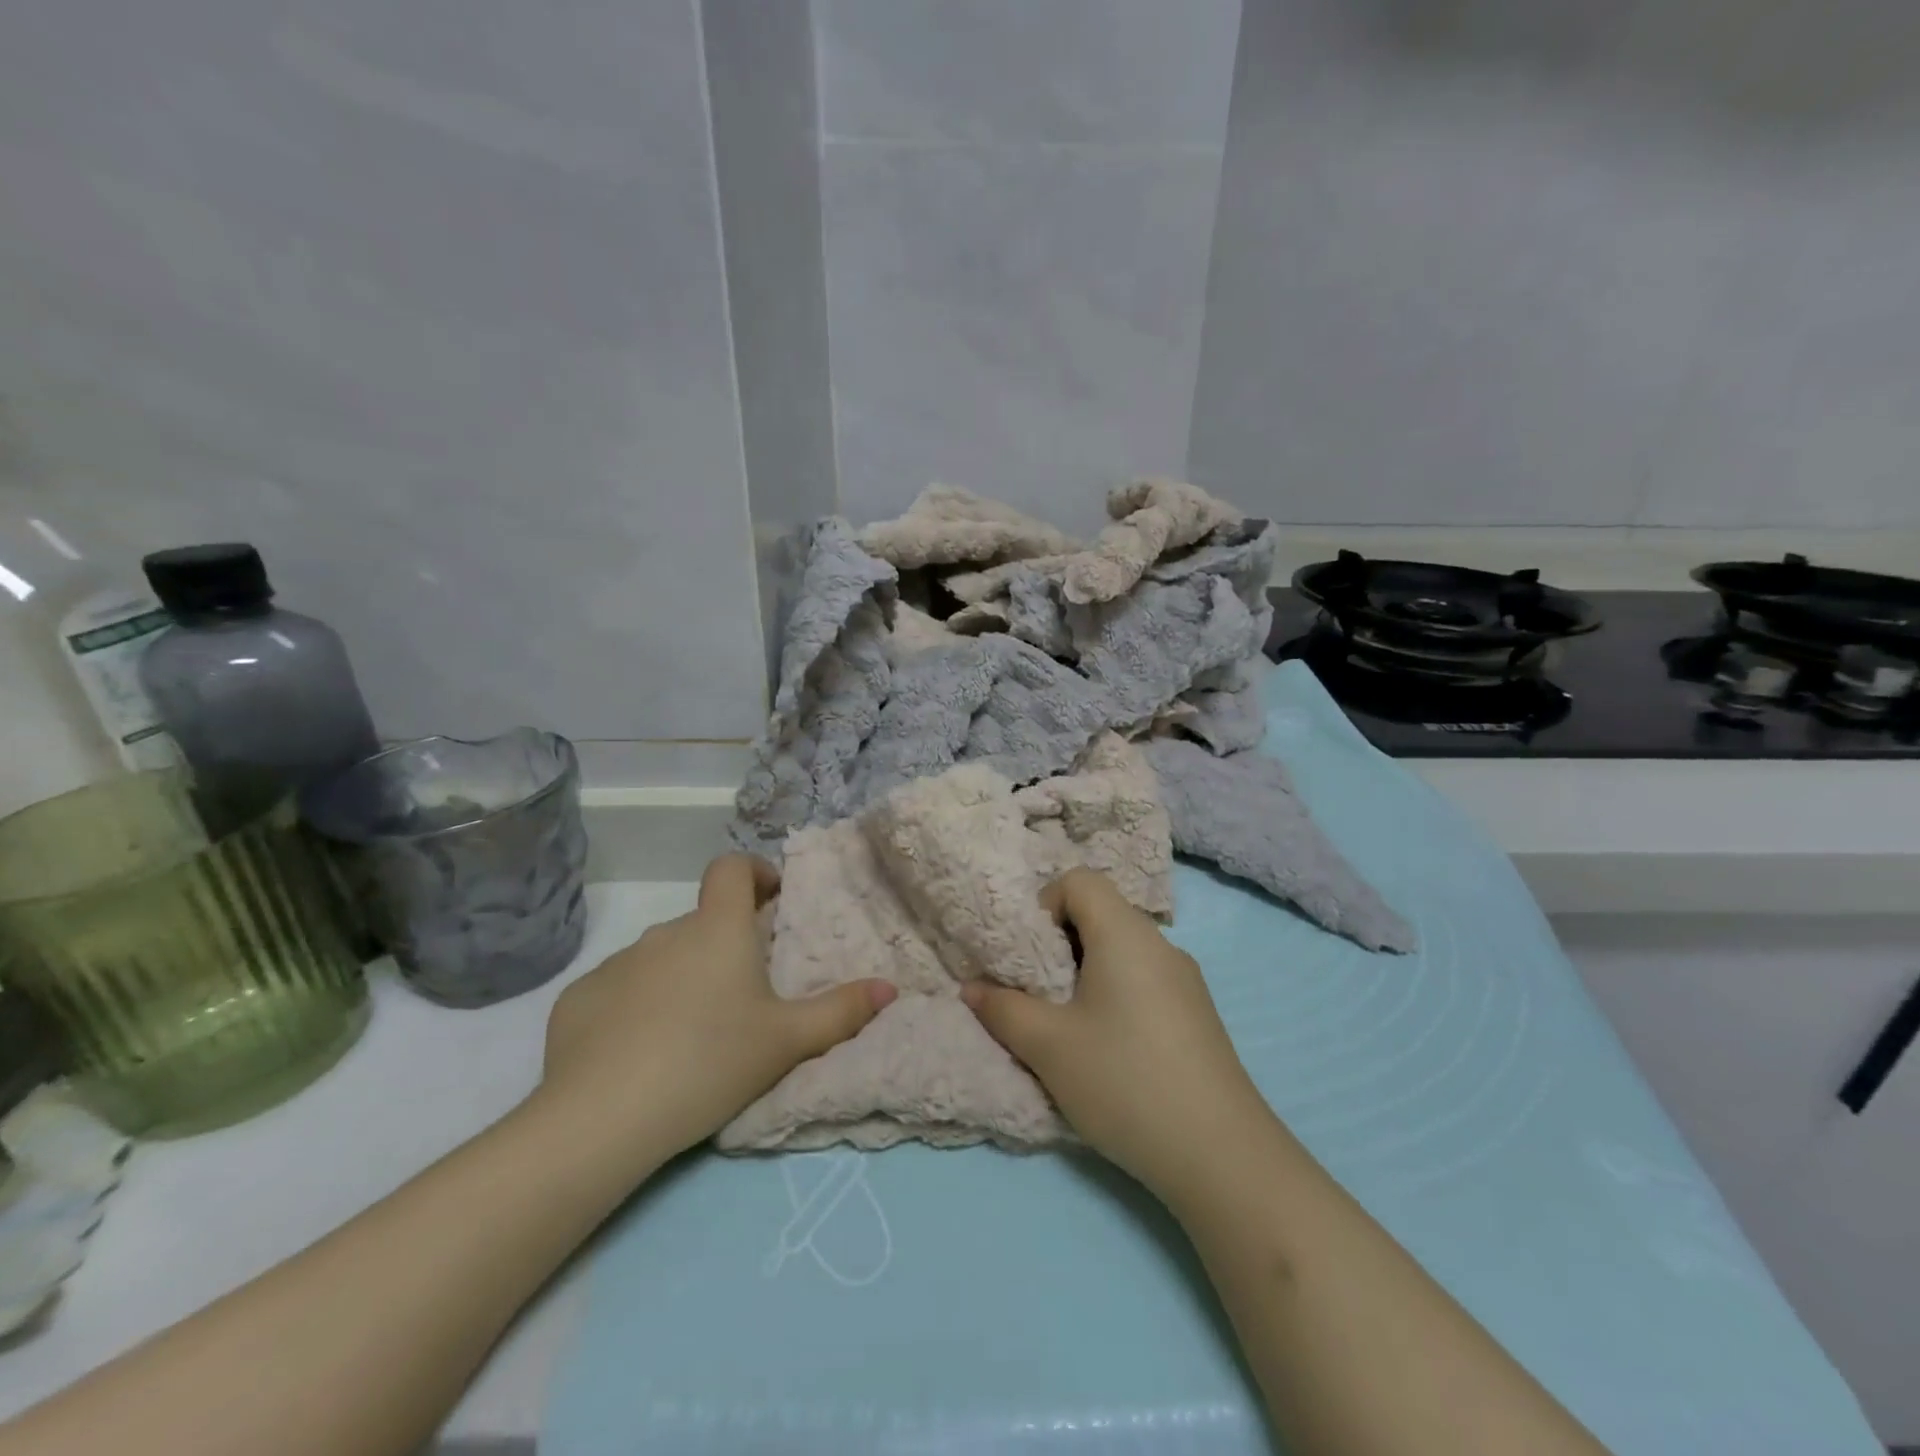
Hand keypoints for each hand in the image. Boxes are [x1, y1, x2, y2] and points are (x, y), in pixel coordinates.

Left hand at [538, 854, 896, 1165]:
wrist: (603, 1117)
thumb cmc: (710, 1061)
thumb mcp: (787, 1041)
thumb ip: (841, 1011)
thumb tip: (890, 988)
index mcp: (717, 929)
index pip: (731, 867)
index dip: (753, 872)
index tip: (769, 899)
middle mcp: (665, 933)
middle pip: (701, 921)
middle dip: (722, 943)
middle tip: (741, 994)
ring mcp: (617, 964)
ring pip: (660, 957)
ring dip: (680, 976)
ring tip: (691, 1030)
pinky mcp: (578, 998)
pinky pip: (618, 989)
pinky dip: (635, 1006)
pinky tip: (638, 1052)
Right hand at [962, 868, 1272, 1198]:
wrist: (1221, 1156)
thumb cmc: (1124, 1081)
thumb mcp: (1048, 1046)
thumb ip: (1002, 1009)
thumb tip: (971, 988)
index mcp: (1126, 933)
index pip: (1080, 881)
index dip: (1044, 904)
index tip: (1028, 955)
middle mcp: (1160, 944)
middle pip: (1100, 913)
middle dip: (1058, 943)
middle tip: (1037, 991)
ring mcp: (1185, 979)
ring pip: (1122, 950)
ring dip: (1085, 972)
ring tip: (1066, 1022)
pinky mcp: (1196, 1013)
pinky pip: (1144, 979)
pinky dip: (1114, 993)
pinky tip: (1107, 1047)